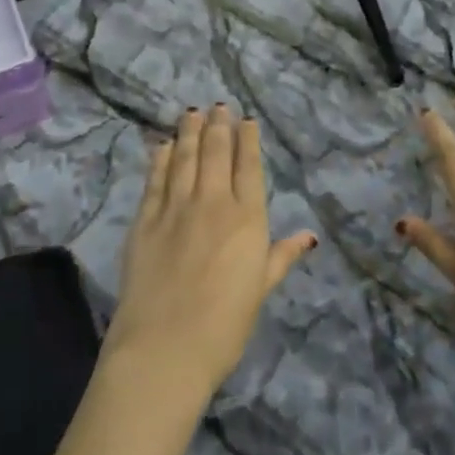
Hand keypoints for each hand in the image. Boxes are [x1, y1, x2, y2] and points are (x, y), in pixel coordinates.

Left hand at [104, 105, 316, 401]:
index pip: (249, 167)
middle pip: (216, 153)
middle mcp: (213, 202)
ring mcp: (175, 208)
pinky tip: (163, 144)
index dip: (248, 140)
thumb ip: (281, 257)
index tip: (246, 120)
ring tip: (192, 112)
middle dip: (219, 126)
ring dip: (190, 132)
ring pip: (185, 157)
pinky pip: (155, 179)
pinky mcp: (145, 220)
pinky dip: (161, 158)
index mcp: (247, 219)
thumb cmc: (224, 326)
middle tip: (218, 106)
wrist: (165, 348)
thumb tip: (310, 236)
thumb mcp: (260, 290)